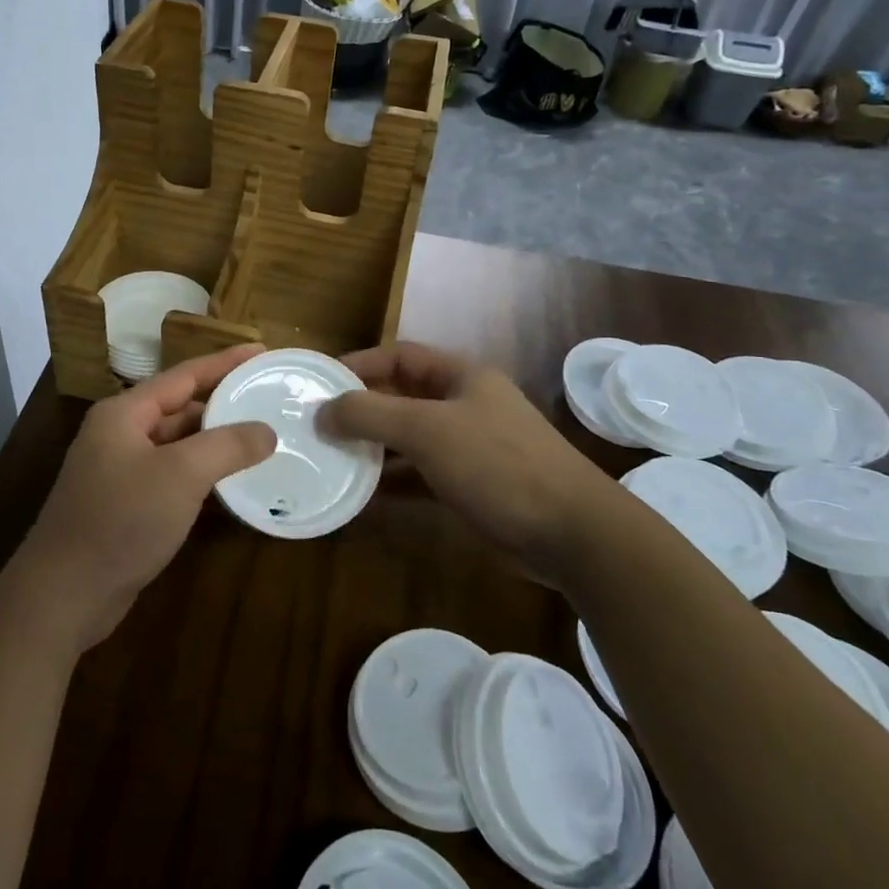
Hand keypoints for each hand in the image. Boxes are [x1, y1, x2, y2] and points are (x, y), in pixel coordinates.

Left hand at [4, 344, 277, 653]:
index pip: (184, 375)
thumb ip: (226, 446)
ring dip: (215, 441)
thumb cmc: (121, 520)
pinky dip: (201, 474)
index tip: (262, 350)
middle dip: (223, 403)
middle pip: (180, 408)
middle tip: (269, 398)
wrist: (64, 595)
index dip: (225, 362)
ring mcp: (120, 470)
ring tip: (261, 437)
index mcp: (125, 413)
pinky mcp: (126, 504)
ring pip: (177, 444)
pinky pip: (172, 476)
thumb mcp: (181, 476)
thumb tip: (266, 431)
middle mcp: (120, 433)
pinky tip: (231, 482)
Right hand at [317, 342, 614, 582]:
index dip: (360, 364)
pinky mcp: (468, 486)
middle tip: (318, 424)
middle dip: (361, 409)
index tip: (321, 383)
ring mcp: (467, 447)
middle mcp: (462, 405)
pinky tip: (361, 496)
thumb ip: (371, 415)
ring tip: (330, 458)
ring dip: (372, 447)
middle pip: (401, 396)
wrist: (571, 533)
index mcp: (460, 377)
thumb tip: (322, 411)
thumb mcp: (427, 430)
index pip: (399, 356)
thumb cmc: (497, 464)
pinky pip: (418, 475)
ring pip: (407, 438)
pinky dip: (391, 481)